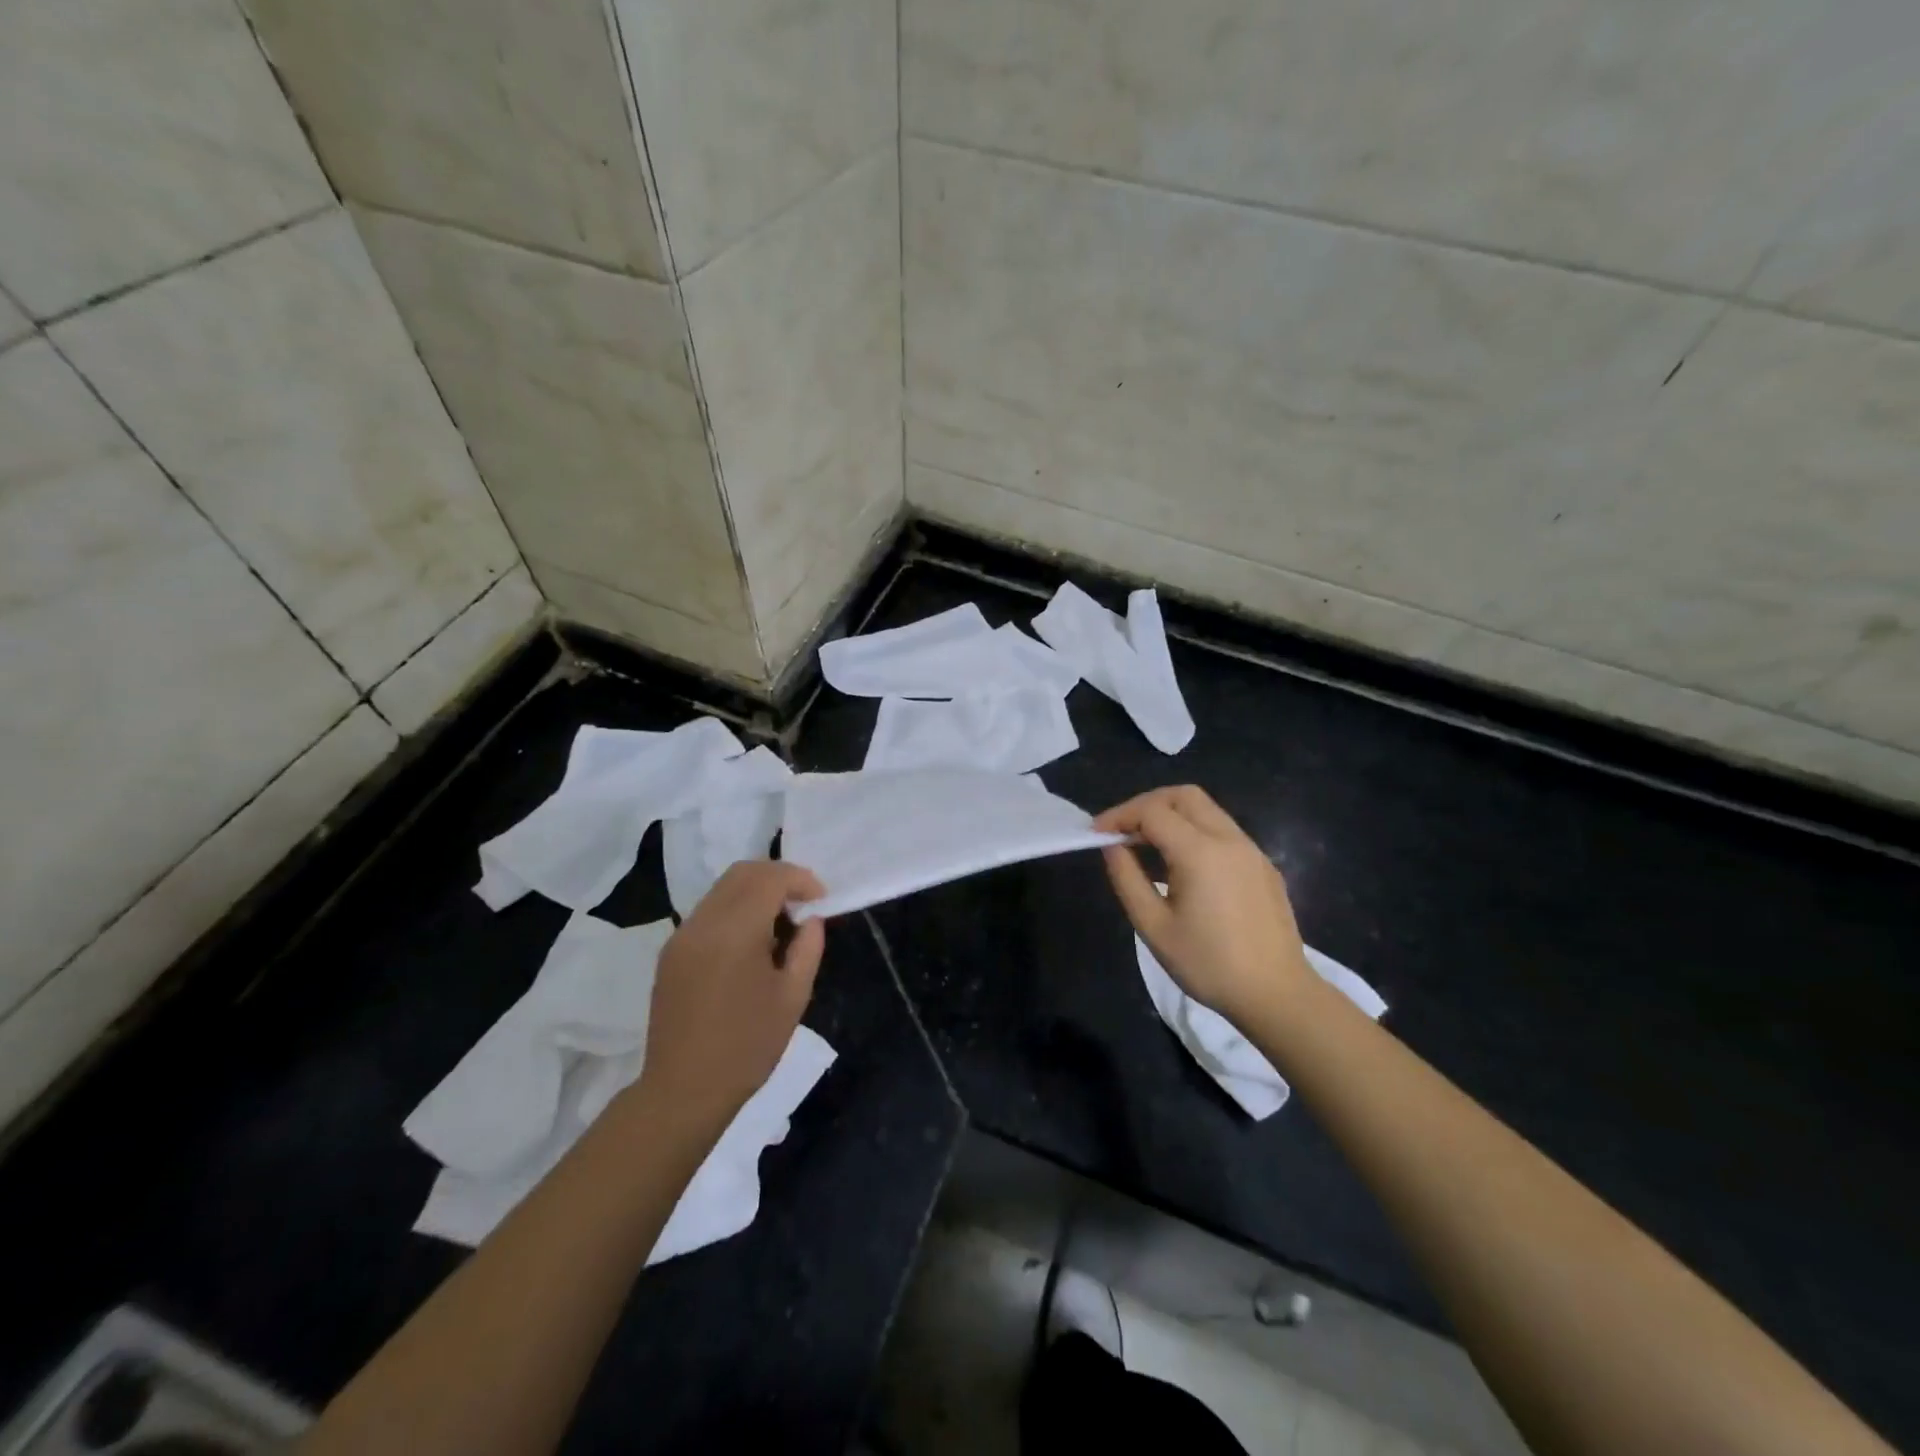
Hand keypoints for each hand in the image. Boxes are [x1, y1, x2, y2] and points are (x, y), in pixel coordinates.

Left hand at [637, 861, 826, 1131]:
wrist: (683, 1091)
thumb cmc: (747, 1047)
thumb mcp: (793, 997)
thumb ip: (808, 947)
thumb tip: (811, 919)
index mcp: (735, 932)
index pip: (770, 879)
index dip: (801, 879)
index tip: (821, 900)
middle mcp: (703, 923)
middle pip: (743, 872)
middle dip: (779, 877)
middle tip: (803, 903)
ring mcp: (682, 935)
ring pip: (723, 888)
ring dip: (756, 891)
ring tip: (780, 922)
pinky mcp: (671, 951)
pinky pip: (708, 910)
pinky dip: (736, 908)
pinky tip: (752, 941)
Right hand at [1095, 786, 1312, 1028]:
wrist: (1278, 995)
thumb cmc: (1208, 965)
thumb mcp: (1153, 927)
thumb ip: (1127, 879)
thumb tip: (1112, 847)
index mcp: (1200, 852)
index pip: (1152, 811)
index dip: (1119, 816)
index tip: (1097, 835)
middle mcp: (1229, 839)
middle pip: (1182, 796)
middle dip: (1146, 805)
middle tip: (1123, 832)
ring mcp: (1251, 850)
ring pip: (1206, 809)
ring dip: (1171, 816)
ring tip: (1147, 847)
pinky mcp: (1263, 865)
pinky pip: (1223, 831)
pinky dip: (1194, 832)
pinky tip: (1182, 866)